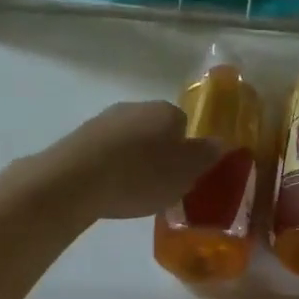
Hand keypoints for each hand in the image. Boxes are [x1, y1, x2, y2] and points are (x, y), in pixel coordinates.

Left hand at [30, 101, 222, 219]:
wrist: (76, 180)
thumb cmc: (141, 176)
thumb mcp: (186, 172)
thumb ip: (207, 156)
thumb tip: (221, 142)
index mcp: (166, 111)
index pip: (185, 124)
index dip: (187, 151)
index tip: (184, 175)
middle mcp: (136, 107)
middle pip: (156, 130)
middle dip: (160, 154)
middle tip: (161, 185)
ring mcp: (104, 120)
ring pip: (130, 140)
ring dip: (134, 160)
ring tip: (133, 191)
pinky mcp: (79, 138)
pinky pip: (106, 152)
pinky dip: (111, 167)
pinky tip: (109, 189)